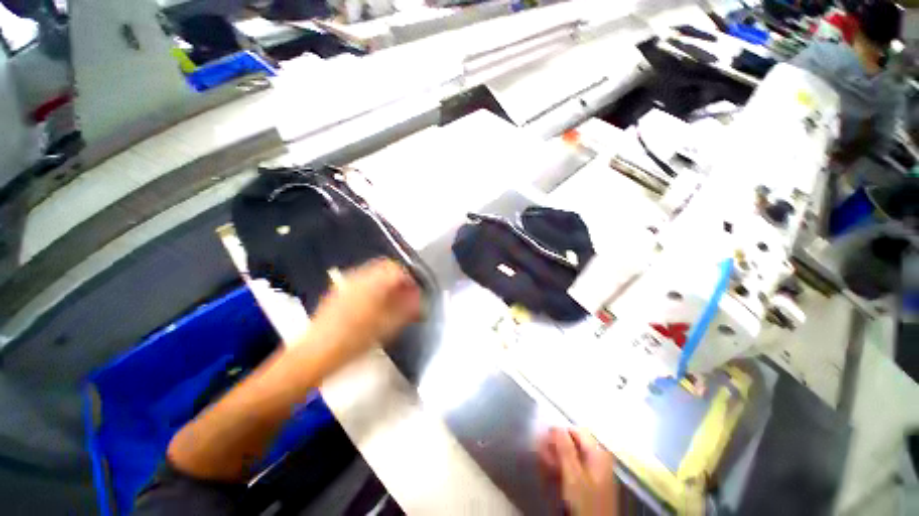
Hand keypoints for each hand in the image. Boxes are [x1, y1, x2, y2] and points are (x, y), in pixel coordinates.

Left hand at [305, 259, 421, 370]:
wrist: (315, 354)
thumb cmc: (352, 342)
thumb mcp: (386, 326)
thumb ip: (407, 309)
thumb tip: (419, 301)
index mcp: (372, 284)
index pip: (397, 269)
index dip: (410, 278)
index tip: (416, 291)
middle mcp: (358, 278)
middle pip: (385, 267)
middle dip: (399, 279)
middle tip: (406, 295)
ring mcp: (347, 284)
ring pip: (374, 273)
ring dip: (387, 283)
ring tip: (393, 300)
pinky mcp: (339, 292)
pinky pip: (363, 281)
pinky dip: (374, 287)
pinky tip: (376, 304)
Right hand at [539, 428, 618, 515]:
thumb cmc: (586, 501)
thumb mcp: (573, 475)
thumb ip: (565, 448)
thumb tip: (555, 426)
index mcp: (598, 453)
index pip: (576, 430)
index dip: (559, 432)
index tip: (543, 437)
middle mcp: (598, 458)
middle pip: (573, 444)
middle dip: (555, 446)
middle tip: (540, 450)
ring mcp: (595, 472)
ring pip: (571, 456)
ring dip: (555, 457)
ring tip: (542, 462)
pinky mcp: (590, 483)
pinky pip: (573, 468)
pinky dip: (561, 467)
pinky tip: (551, 472)